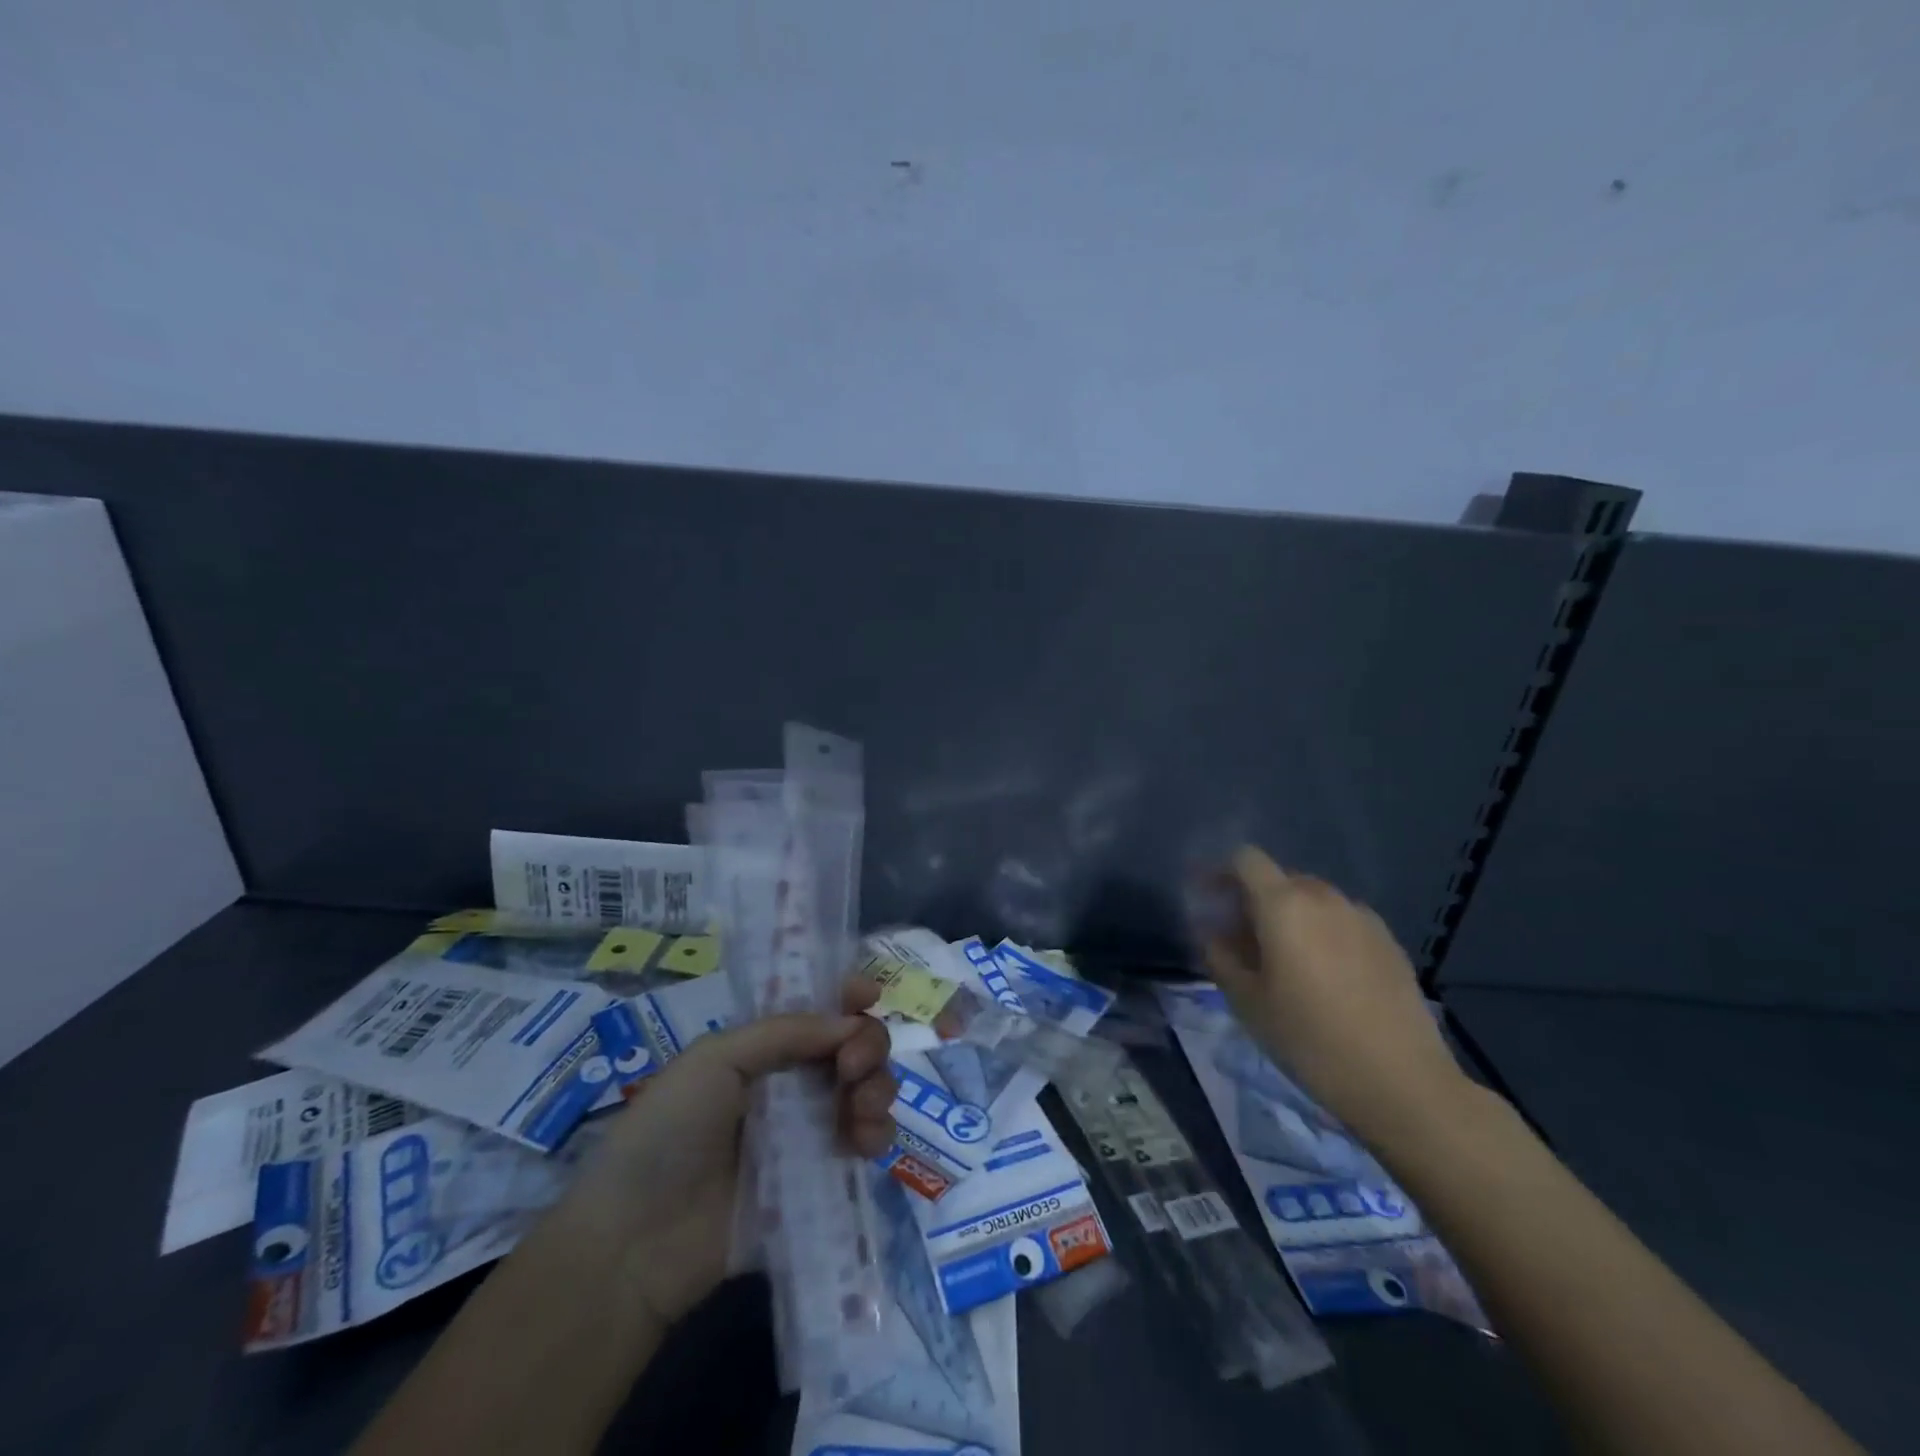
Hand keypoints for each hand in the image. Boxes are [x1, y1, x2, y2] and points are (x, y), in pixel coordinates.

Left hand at [552, 981, 895, 1327]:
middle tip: (851, 1066)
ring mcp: (810, 1130)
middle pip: (853, 1046)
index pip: (817, 1011)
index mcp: (764, 1048)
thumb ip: (785, 1033)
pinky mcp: (821, 1178)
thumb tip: (851, 1023)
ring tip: (859, 1107)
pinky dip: (877, 1132)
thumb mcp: (715, 1060)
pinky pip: (867, 1144)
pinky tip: (864, 1141)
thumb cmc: (668, 1132)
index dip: (846, 997)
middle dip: (868, 1044)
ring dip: (878, 1086)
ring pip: (868, 1090)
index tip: (868, 996)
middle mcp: (792, 1082)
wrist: (638, 1241)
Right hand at [1199, 846, 1467, 1141]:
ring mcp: (1362, 917)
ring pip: (1313, 901)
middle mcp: (1324, 897)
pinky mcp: (1389, 942)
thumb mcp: (1246, 1002)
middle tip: (1242, 941)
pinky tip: (1326, 977)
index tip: (1209, 901)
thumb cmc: (1310, 1039)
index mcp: (1283, 904)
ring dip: (1290, 917)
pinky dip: (1323, 934)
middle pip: (1279, 879)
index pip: (1245, 859)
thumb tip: (1212, 932)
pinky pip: (1342, 922)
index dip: (1221, 872)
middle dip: (1254, 900)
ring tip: (1285, 961)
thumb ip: (1220, 956)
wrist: (1402, 1082)